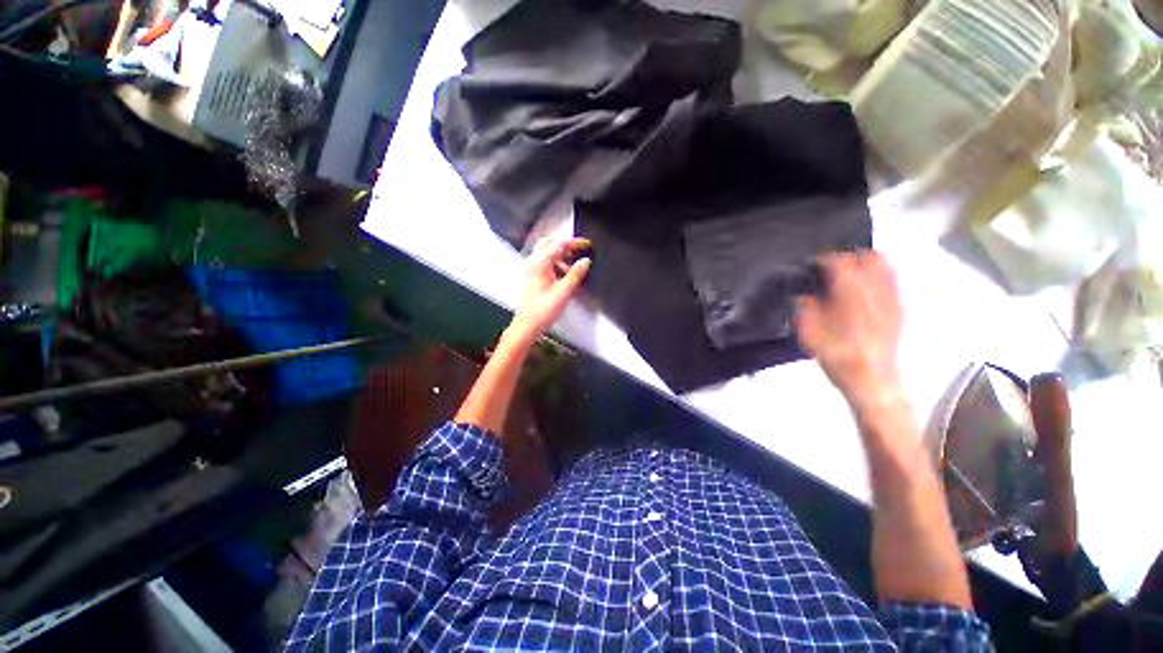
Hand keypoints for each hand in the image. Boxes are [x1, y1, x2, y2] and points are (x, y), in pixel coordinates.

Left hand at [508, 237, 591, 342]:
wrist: (527, 325)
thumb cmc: (543, 310)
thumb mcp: (564, 292)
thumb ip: (576, 274)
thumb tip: (586, 261)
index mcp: (540, 263)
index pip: (559, 244)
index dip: (574, 243)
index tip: (587, 244)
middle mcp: (534, 262)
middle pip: (550, 244)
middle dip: (566, 246)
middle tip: (580, 251)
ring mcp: (532, 270)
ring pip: (548, 254)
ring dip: (563, 258)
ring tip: (576, 270)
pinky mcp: (534, 277)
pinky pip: (546, 264)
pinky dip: (558, 266)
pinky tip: (567, 278)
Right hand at [796, 251, 903, 409]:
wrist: (872, 380)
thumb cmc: (838, 358)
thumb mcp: (810, 336)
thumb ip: (806, 310)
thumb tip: (805, 296)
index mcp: (851, 299)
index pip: (842, 264)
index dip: (827, 258)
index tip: (815, 262)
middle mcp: (876, 295)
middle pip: (871, 258)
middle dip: (851, 256)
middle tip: (834, 265)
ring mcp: (892, 301)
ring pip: (886, 267)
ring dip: (867, 264)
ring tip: (850, 274)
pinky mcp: (899, 310)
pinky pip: (892, 282)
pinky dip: (878, 277)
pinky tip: (864, 290)